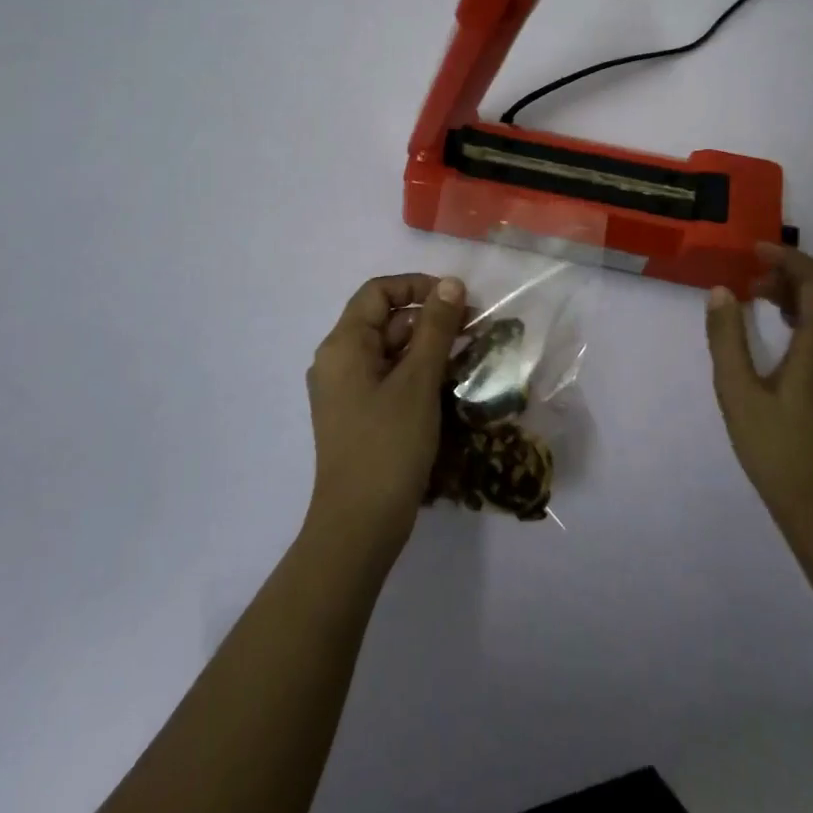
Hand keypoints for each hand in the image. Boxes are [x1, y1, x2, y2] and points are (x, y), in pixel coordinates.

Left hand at [304, 273, 467, 565]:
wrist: (359, 527)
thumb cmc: (388, 446)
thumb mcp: (418, 381)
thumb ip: (436, 328)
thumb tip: (452, 285)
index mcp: (343, 344)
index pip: (378, 292)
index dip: (417, 286)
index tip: (457, 300)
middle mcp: (338, 360)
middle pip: (385, 320)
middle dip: (429, 319)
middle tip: (474, 329)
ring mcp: (345, 390)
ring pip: (390, 351)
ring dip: (427, 347)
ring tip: (468, 356)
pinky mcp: (357, 415)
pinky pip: (387, 378)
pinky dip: (416, 373)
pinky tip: (448, 385)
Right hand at [705, 243, 812, 543]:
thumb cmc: (776, 448)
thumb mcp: (737, 391)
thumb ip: (727, 337)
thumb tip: (722, 291)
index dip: (788, 259)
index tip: (754, 252)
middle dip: (796, 272)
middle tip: (754, 277)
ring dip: (807, 291)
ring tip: (763, 298)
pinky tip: (786, 329)